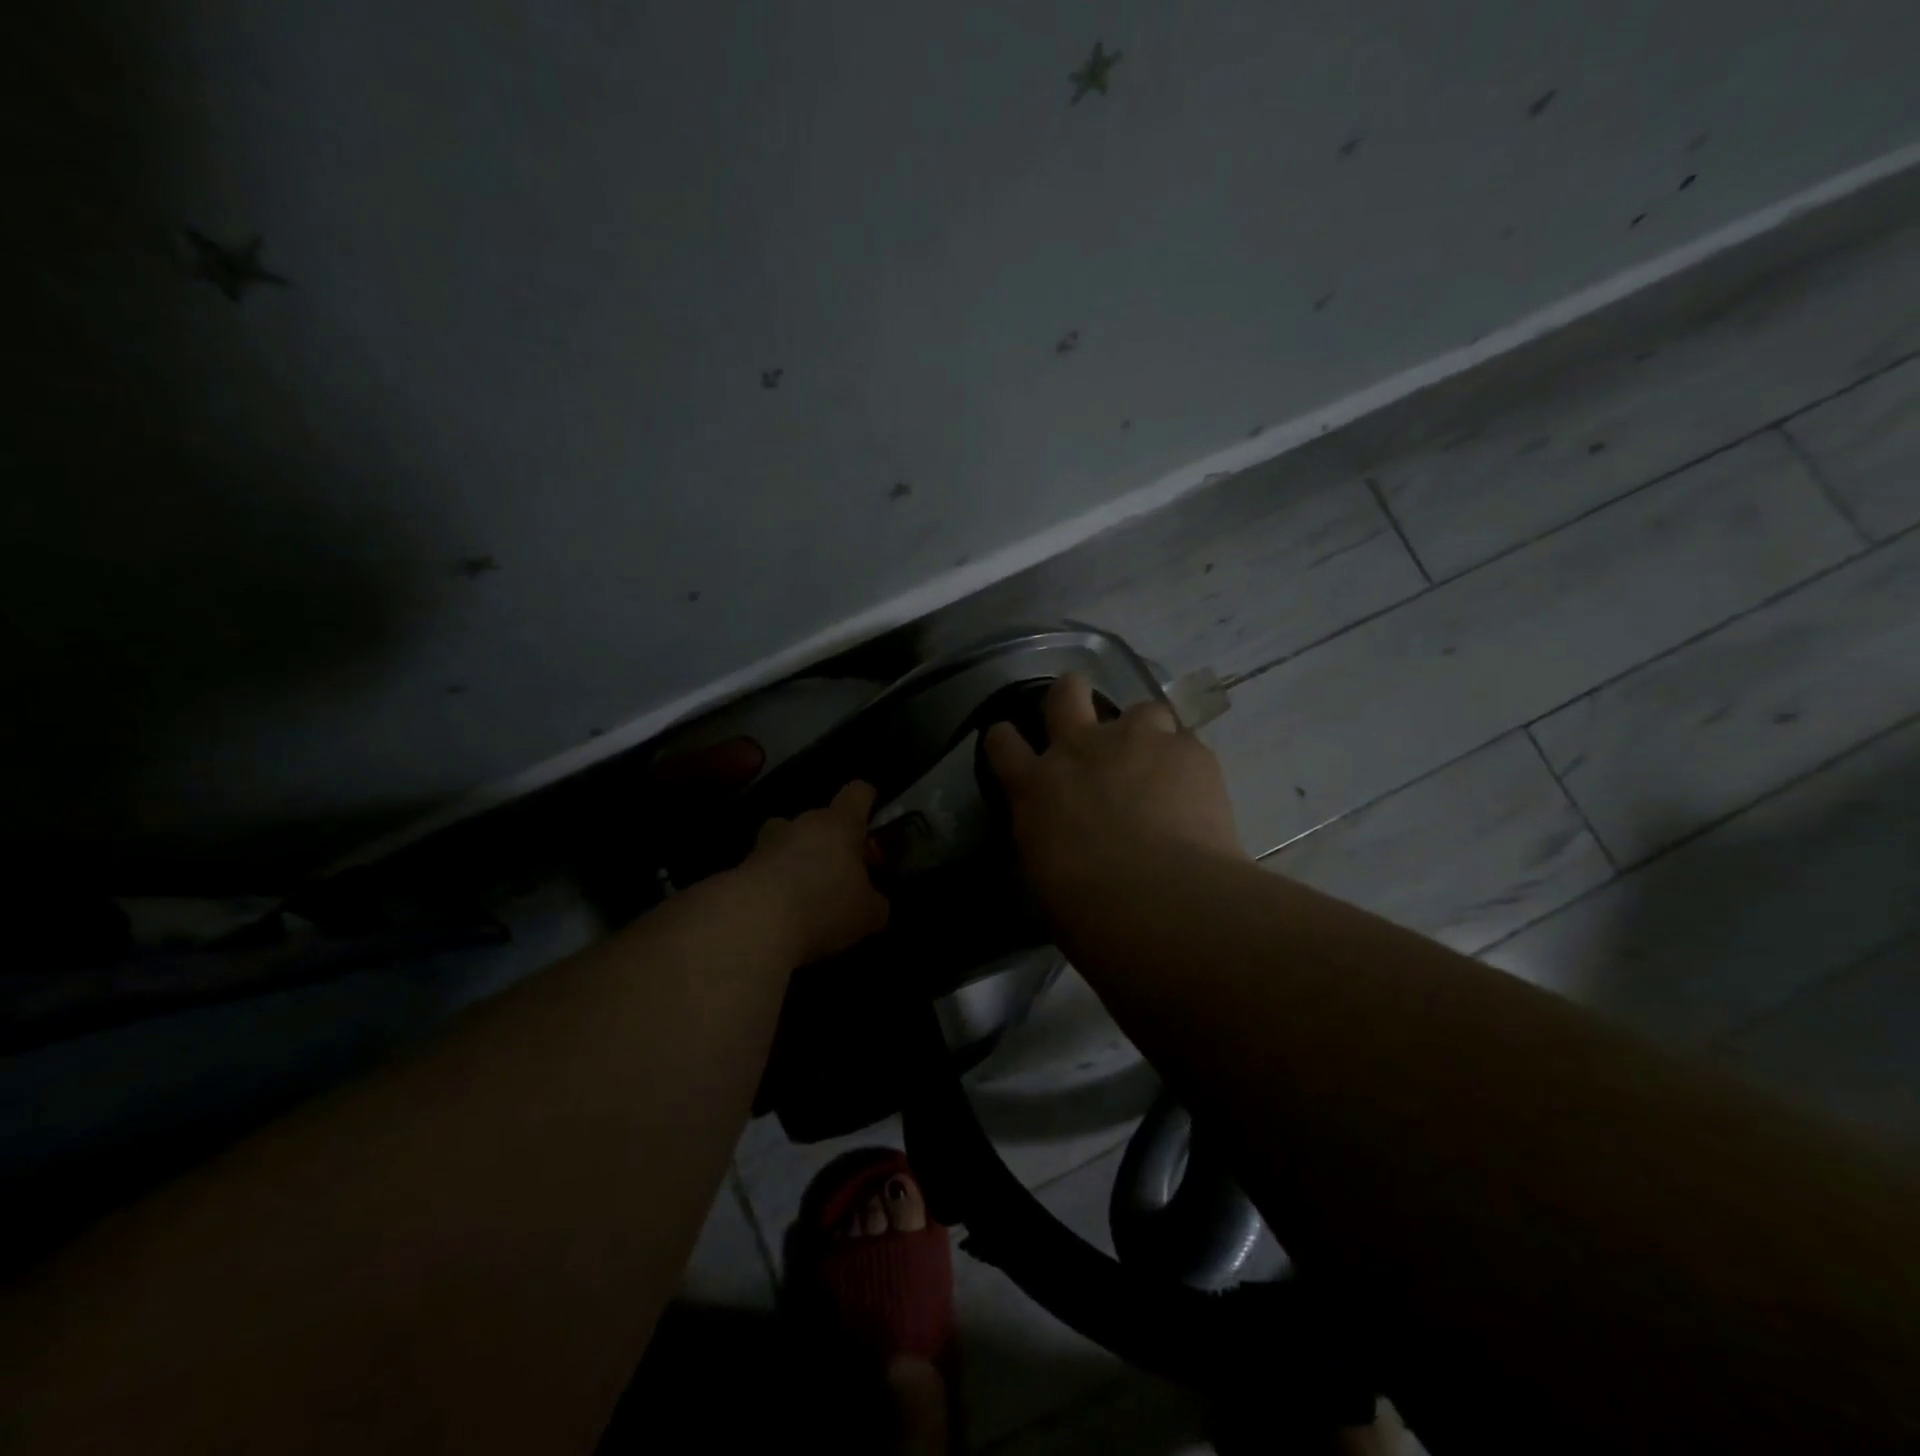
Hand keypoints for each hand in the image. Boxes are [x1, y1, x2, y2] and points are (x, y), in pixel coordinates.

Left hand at [739, 780, 890, 964]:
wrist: (754, 925)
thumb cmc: (824, 906)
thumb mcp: (868, 913)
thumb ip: (874, 901)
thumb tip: (873, 903)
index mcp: (839, 824)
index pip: (857, 793)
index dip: (867, 800)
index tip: (873, 814)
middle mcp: (801, 823)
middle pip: (818, 820)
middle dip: (829, 841)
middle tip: (839, 872)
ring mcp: (766, 844)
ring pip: (786, 842)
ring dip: (795, 859)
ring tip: (804, 892)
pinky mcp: (740, 869)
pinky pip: (765, 870)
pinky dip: (773, 885)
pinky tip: (780, 914)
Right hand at [984, 674, 1245, 904]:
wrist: (1161, 903)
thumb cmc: (1089, 912)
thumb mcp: (1044, 875)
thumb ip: (1049, 838)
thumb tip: (1061, 836)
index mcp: (1035, 787)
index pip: (1003, 743)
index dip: (1006, 738)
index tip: (1011, 742)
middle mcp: (1079, 750)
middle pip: (1065, 694)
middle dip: (1070, 695)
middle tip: (1083, 715)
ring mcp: (1136, 742)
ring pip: (1140, 709)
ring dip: (1145, 732)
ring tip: (1159, 765)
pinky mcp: (1188, 751)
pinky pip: (1186, 743)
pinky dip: (1187, 765)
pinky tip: (1197, 794)